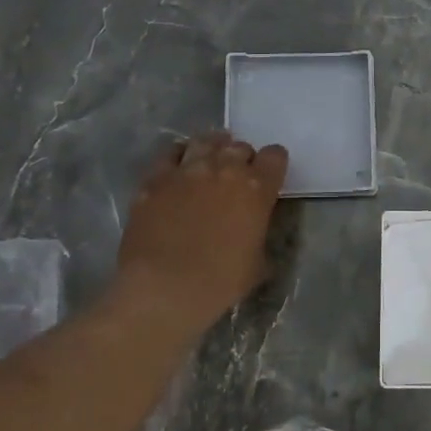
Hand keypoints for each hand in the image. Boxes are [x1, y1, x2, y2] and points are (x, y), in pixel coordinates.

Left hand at [108, 130, 289, 337]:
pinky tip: (179, 170)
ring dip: (212, 149)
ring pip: (205, 141)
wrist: (164, 289)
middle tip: (237, 177)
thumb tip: (252, 228)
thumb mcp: (258, 262)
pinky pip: (170, 154)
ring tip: (209, 161)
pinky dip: (179, 157)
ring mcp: (186, 170)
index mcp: (257, 188)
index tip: (269, 176)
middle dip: (242, 159)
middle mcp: (224, 169)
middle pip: (239, 147)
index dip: (273, 164)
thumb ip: (258, 232)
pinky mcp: (155, 179)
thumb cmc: (220, 282)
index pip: (275, 156)